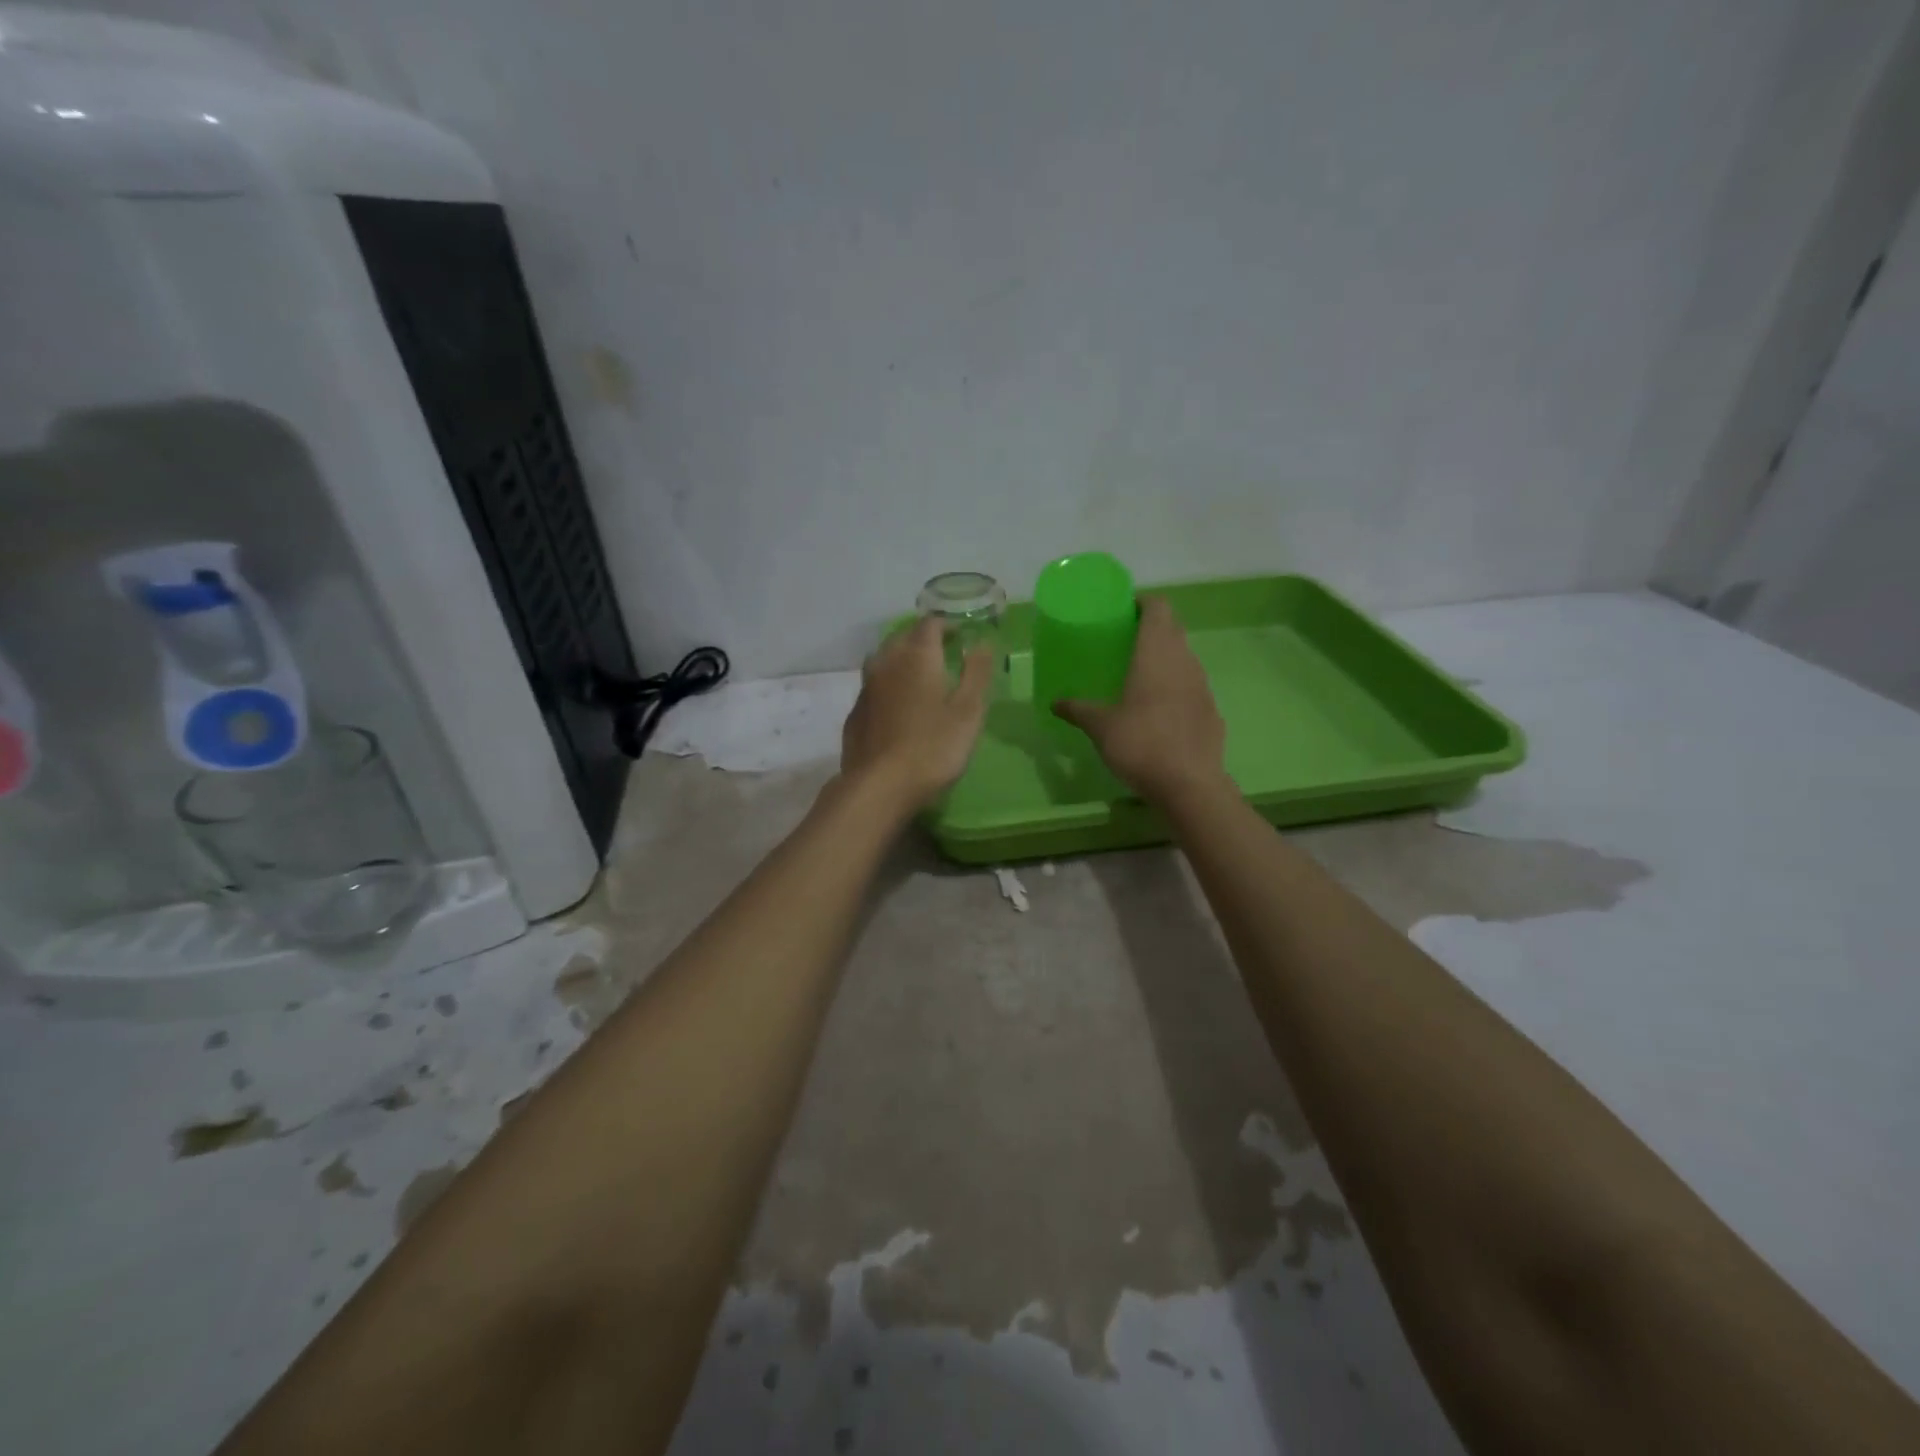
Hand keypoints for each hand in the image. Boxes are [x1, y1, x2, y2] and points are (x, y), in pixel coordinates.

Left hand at [841, 616, 992, 810]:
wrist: (879, 786)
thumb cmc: (933, 748)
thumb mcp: (968, 711)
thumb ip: (977, 673)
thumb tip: (983, 642)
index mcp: (917, 656)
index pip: (930, 624)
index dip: (947, 625)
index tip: (962, 636)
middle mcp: (886, 662)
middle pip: (903, 637)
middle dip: (923, 639)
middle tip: (943, 653)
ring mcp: (866, 688)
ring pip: (883, 660)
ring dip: (902, 659)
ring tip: (920, 676)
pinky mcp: (855, 713)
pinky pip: (873, 686)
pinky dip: (888, 686)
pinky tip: (897, 706)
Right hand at [1054, 596, 1229, 806]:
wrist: (1189, 784)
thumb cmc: (1140, 744)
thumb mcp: (1100, 727)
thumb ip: (1078, 709)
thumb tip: (1055, 702)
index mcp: (1156, 654)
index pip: (1158, 608)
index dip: (1142, 603)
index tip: (1123, 611)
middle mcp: (1183, 661)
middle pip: (1172, 629)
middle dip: (1151, 628)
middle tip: (1123, 641)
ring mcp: (1202, 685)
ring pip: (1184, 656)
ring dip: (1165, 656)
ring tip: (1139, 673)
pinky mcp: (1211, 710)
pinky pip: (1192, 685)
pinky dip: (1176, 685)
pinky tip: (1159, 708)